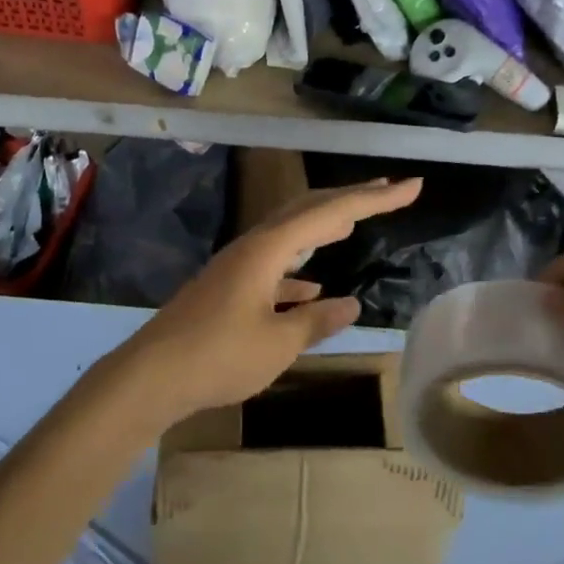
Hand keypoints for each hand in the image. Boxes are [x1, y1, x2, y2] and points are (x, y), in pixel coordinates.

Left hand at [112, 177, 422, 428]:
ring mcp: (235, 267)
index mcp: (266, 250)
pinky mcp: (226, 289)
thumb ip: (316, 321)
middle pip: (305, 211)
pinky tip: (311, 288)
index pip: (329, 213)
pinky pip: (272, 268)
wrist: (152, 376)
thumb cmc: (218, 357)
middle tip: (388, 192)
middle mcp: (250, 248)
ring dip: (322, 229)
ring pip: (288, 237)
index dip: (373, 200)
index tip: (411, 187)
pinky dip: (297, 271)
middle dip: (349, 201)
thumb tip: (350, 305)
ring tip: (352, 225)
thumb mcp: (278, 343)